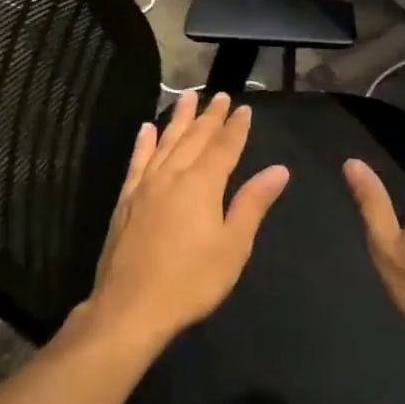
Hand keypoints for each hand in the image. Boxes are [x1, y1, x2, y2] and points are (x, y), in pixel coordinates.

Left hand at [85, 90, 289, 351]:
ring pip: (165, 142)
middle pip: (194, 138)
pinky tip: (146, 129)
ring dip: (178, 119)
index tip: (245, 109)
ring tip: (187, 97)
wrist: (130, 307)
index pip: (224, 147)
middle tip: (220, 96)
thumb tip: (279, 170)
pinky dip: (144, 143)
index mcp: (203, 184)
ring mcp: (145, 186)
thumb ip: (253, 203)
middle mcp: (173, 175)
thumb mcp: (233, 245)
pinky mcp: (125, 200)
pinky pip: (137, 161)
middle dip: (210, 116)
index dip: (236, 127)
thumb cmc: (191, 280)